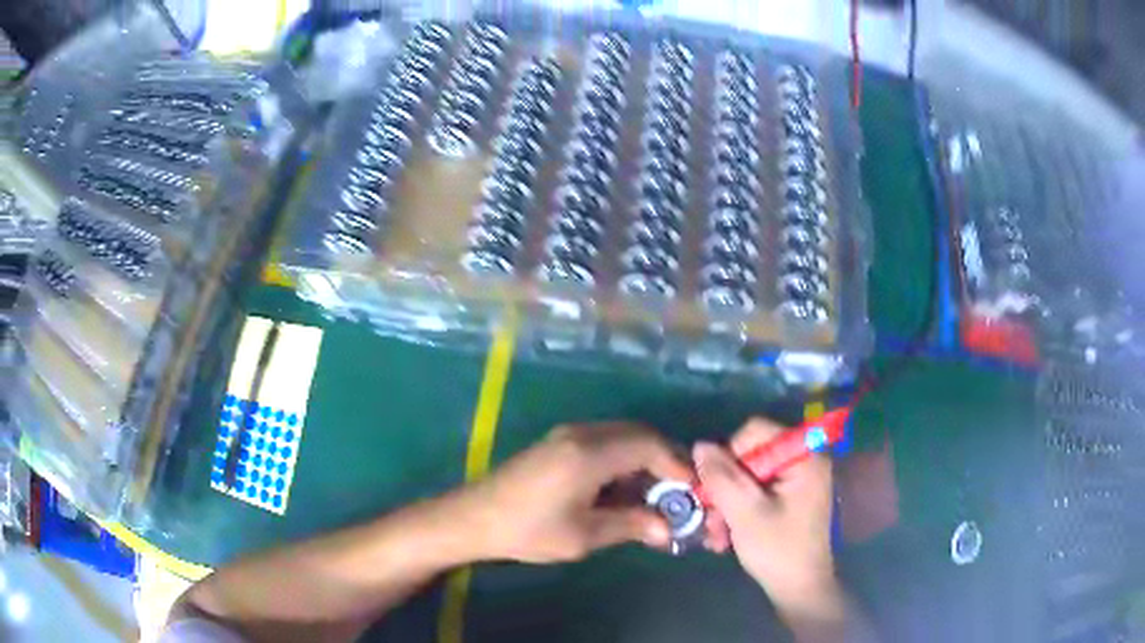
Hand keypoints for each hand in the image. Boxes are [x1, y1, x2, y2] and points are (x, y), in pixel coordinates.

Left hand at [459, 423, 692, 563]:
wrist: (474, 517)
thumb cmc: (528, 530)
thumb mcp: (583, 535)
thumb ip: (630, 525)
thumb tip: (667, 528)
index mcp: (590, 454)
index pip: (649, 446)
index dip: (676, 465)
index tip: (693, 490)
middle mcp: (582, 434)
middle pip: (639, 436)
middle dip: (664, 461)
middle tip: (679, 493)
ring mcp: (568, 435)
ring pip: (622, 438)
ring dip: (644, 462)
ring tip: (655, 497)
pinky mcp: (558, 443)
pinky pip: (604, 443)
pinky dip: (623, 462)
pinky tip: (624, 490)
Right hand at [695, 418, 837, 606]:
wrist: (799, 589)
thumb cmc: (778, 549)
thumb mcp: (745, 513)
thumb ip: (722, 477)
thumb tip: (700, 445)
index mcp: (803, 456)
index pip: (756, 431)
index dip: (729, 454)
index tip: (715, 488)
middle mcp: (802, 460)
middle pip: (750, 455)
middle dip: (725, 487)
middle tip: (710, 518)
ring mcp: (796, 479)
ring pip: (747, 476)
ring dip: (727, 503)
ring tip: (716, 535)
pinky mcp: (788, 497)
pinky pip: (755, 491)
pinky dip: (738, 509)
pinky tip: (725, 536)